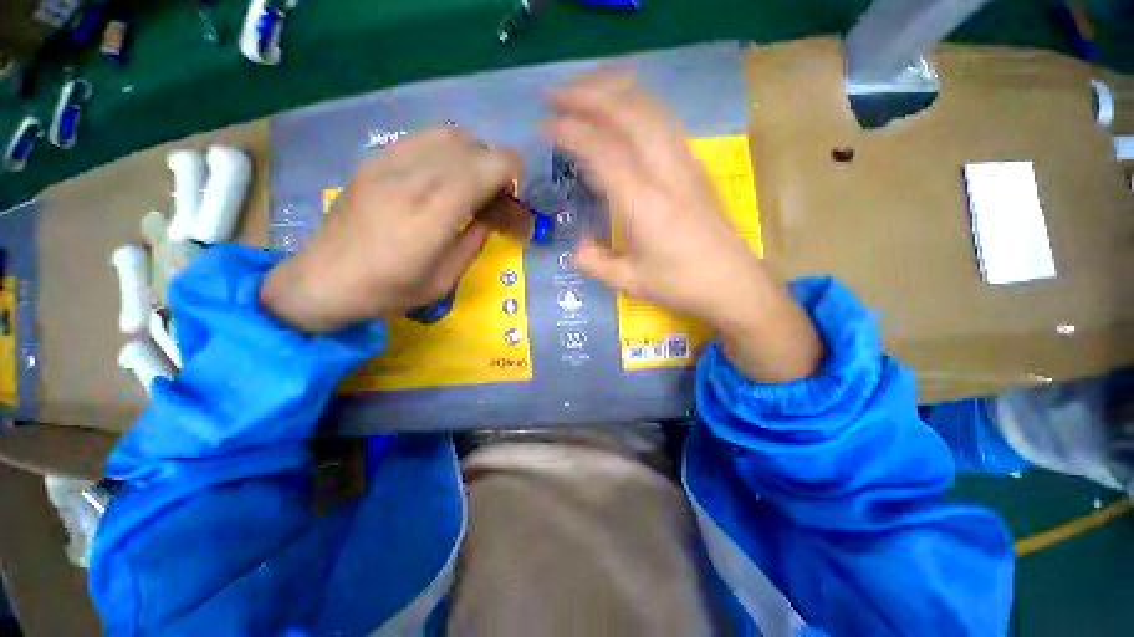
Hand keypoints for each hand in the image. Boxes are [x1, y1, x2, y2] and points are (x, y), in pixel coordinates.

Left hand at [261, 128, 519, 332]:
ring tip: (472, 181)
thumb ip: (473, 243)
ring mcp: (386, 166)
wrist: (324, 279)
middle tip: (496, 192)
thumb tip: (491, 216)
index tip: (517, 183)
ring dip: (471, 154)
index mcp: (430, 220)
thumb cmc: (389, 290)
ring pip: (446, 136)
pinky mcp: (373, 161)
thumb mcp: (444, 280)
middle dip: (493, 165)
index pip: (479, 171)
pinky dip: (446, 149)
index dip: (507, 168)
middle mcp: (410, 182)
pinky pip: (421, 139)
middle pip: (467, 148)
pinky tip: (444, 173)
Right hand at [547, 72, 822, 381]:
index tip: (542, 128)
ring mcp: (683, 163)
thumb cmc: (679, 285)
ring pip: (648, 107)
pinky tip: (622, 108)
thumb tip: (578, 246)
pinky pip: (663, 119)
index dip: (569, 132)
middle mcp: (664, 171)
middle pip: (626, 111)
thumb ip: (594, 263)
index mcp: (643, 203)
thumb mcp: (628, 282)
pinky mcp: (694, 165)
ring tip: (582, 91)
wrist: (732, 282)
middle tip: (553, 95)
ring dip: (611, 90)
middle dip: (585, 94)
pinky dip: (636, 103)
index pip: (601, 150)